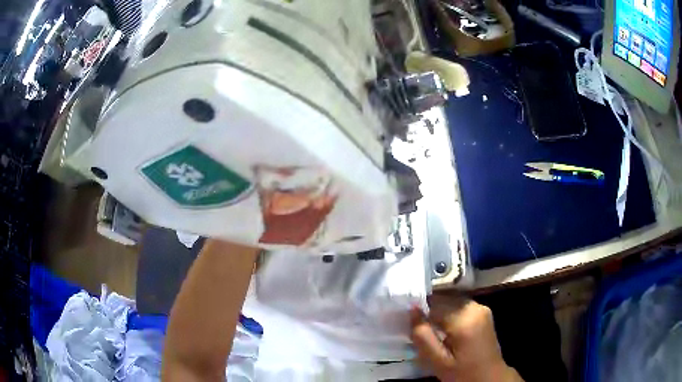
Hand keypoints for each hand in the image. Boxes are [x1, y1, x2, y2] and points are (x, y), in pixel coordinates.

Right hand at [410, 295, 522, 381]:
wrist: (489, 377)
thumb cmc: (462, 373)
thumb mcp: (437, 361)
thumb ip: (422, 336)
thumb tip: (412, 310)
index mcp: (464, 319)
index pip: (434, 302)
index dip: (419, 308)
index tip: (407, 318)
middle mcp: (475, 307)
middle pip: (444, 298)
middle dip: (429, 308)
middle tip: (416, 324)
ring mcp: (481, 307)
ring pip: (452, 300)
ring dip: (438, 309)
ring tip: (429, 326)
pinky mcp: (483, 311)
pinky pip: (460, 305)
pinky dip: (448, 311)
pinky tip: (443, 326)